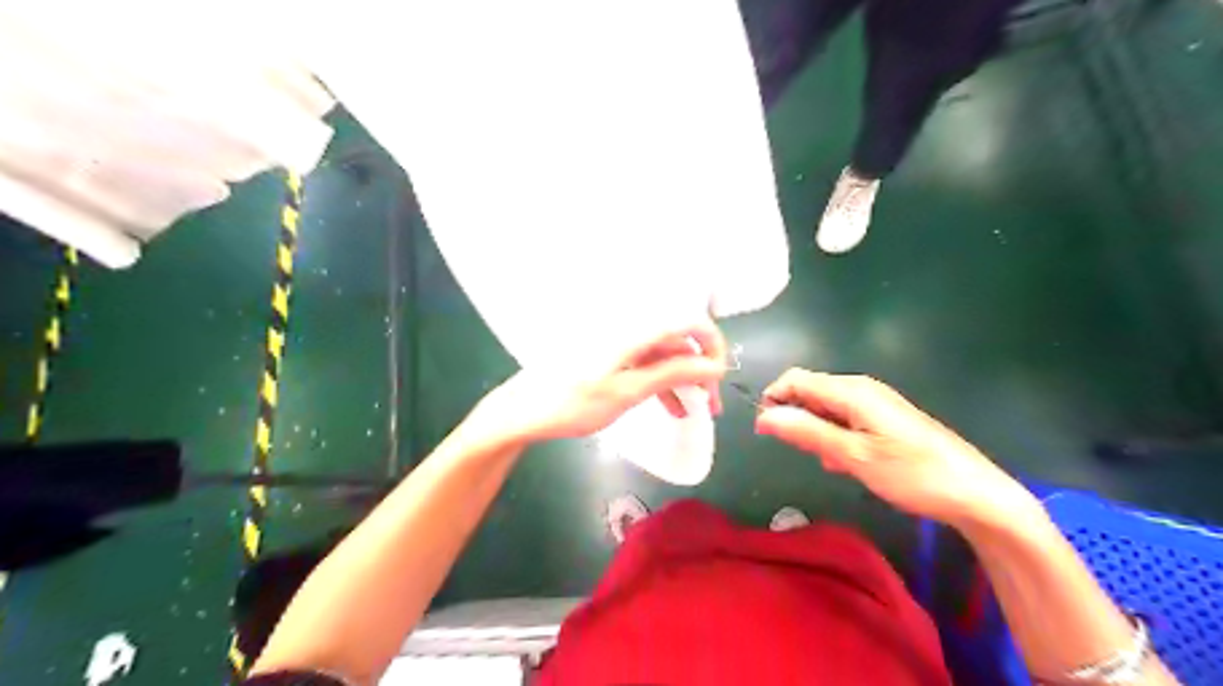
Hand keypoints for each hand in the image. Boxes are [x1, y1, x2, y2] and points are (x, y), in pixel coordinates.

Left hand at [469, 326, 723, 445]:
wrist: (522, 410)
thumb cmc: (572, 403)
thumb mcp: (627, 392)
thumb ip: (672, 374)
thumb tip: (713, 366)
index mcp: (634, 329)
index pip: (688, 321)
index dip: (712, 344)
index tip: (720, 376)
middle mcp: (629, 328)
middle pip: (677, 341)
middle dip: (699, 369)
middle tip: (711, 404)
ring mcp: (618, 343)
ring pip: (663, 355)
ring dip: (683, 380)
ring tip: (697, 412)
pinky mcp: (609, 356)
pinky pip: (645, 365)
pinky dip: (661, 383)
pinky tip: (671, 409)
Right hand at [756, 370, 1029, 524]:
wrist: (974, 493)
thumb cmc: (911, 473)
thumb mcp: (852, 456)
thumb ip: (807, 432)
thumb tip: (764, 415)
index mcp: (851, 390)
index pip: (795, 379)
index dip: (773, 400)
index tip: (765, 432)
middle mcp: (860, 389)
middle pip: (810, 392)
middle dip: (797, 419)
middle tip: (805, 453)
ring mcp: (874, 404)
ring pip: (826, 409)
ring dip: (816, 432)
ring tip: (831, 463)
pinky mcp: (884, 419)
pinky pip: (845, 420)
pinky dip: (836, 438)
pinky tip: (848, 463)